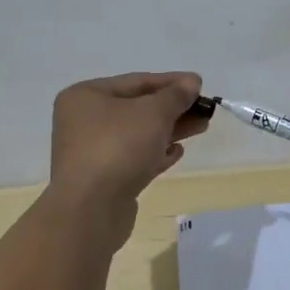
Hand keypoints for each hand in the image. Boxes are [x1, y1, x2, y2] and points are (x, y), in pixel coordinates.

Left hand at [48, 72, 209, 238]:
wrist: (91, 209)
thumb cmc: (119, 147)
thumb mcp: (153, 113)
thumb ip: (175, 96)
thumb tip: (192, 83)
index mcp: (86, 96)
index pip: (137, 81)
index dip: (172, 82)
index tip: (201, 85)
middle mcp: (84, 121)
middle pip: (138, 108)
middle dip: (174, 108)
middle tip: (205, 110)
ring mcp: (92, 152)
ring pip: (138, 134)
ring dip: (170, 130)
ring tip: (201, 128)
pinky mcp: (103, 179)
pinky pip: (134, 158)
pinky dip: (155, 153)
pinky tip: (177, 152)